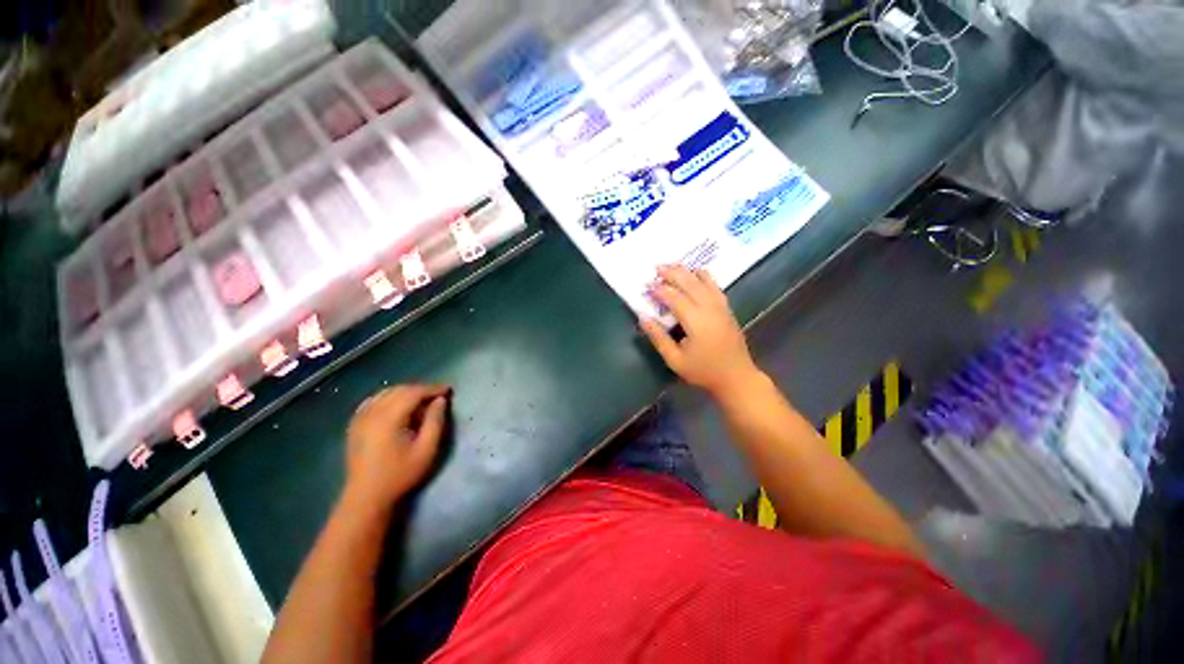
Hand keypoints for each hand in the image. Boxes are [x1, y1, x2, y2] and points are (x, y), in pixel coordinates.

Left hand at [344, 384, 449, 507]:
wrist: (367, 496)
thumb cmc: (401, 474)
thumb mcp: (426, 449)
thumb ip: (435, 421)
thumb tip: (440, 400)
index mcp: (389, 418)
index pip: (413, 393)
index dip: (432, 388)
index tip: (448, 389)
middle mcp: (372, 413)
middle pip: (399, 390)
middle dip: (420, 389)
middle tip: (437, 395)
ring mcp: (360, 418)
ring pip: (385, 393)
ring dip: (405, 392)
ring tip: (421, 400)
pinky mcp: (355, 425)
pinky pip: (373, 401)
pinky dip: (388, 397)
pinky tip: (397, 405)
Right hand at [640, 265, 762, 396]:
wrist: (737, 377)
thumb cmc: (703, 371)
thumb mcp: (675, 360)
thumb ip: (658, 337)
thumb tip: (643, 317)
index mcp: (696, 321)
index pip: (675, 298)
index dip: (659, 289)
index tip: (646, 285)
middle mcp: (710, 308)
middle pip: (689, 283)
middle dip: (672, 273)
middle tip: (656, 268)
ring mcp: (721, 306)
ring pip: (703, 281)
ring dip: (687, 271)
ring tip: (672, 266)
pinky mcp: (727, 308)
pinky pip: (715, 286)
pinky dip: (704, 276)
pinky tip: (696, 272)